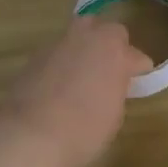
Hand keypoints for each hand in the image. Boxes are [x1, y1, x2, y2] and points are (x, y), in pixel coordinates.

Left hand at [0, 18, 152, 166]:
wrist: (28, 136)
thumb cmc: (83, 130)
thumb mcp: (115, 114)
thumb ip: (117, 89)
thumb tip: (111, 84)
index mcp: (114, 50)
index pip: (136, 55)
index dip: (139, 70)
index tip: (137, 83)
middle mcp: (86, 38)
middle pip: (105, 30)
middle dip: (111, 45)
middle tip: (111, 70)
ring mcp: (57, 45)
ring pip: (77, 37)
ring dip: (84, 51)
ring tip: (84, 77)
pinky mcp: (33, 58)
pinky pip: (57, 54)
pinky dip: (62, 65)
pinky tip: (60, 87)